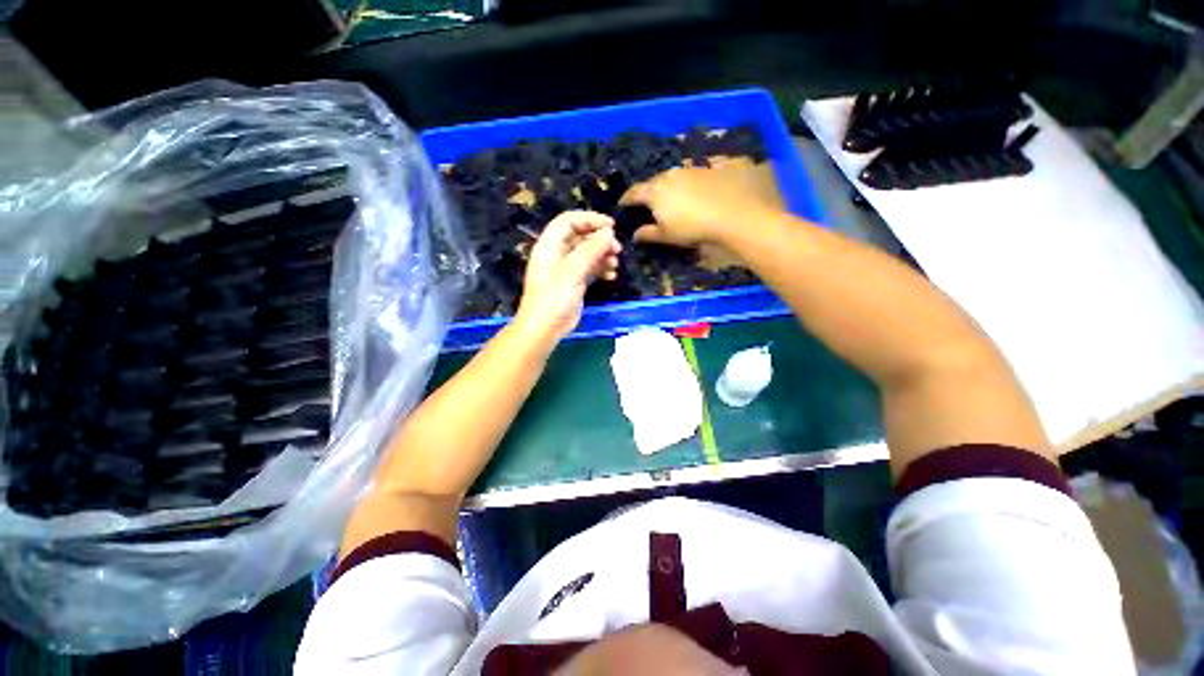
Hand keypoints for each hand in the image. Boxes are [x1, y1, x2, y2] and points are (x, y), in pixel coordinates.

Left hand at [516, 210, 620, 340]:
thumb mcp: (572, 271)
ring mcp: (566, 269)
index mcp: (550, 245)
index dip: (590, 219)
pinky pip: (589, 269)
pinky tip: (612, 276)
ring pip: (587, 253)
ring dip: (603, 255)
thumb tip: (608, 232)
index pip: (569, 221)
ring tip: (615, 263)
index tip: (611, 225)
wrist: (545, 328)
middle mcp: (557, 254)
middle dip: (600, 239)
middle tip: (617, 248)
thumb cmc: (554, 297)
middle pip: (580, 236)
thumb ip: (591, 249)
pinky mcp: (574, 283)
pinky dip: (601, 269)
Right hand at [620, 166, 781, 246]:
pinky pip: (689, 174)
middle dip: (648, 192)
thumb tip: (635, 234)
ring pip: (671, 176)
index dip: (626, 199)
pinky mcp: (707, 168)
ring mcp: (688, 169)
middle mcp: (668, 175)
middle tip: (647, 203)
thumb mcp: (666, 236)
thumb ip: (648, 234)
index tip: (622, 205)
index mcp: (654, 192)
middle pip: (653, 182)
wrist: (732, 212)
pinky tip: (692, 191)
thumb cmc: (692, 227)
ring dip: (667, 186)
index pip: (633, 193)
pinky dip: (685, 183)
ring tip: (671, 197)